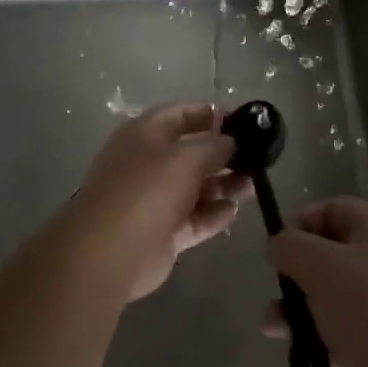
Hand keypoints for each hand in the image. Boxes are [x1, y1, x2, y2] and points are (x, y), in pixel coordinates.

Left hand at [54, 102, 246, 301]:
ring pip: (196, 187)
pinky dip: (213, 214)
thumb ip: (214, 146)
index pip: (181, 114)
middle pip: (191, 153)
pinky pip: (194, 218)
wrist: (110, 252)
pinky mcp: (163, 231)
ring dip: (223, 186)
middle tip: (257, 159)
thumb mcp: (186, 158)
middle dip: (223, 155)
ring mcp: (154, 199)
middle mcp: (148, 163)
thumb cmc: (147, 190)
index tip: (242, 121)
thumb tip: (230, 142)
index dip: (210, 115)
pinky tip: (233, 212)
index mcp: (145, 134)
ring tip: (252, 187)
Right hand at [263, 197, 367, 366]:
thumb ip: (290, 246)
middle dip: (296, 273)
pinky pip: (341, 329)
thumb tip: (279, 246)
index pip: (335, 209)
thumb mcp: (320, 265)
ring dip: (298, 309)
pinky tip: (305, 353)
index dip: (302, 222)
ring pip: (331, 295)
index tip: (278, 249)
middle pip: (330, 254)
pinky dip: (319, 337)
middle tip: (276, 293)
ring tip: (275, 329)